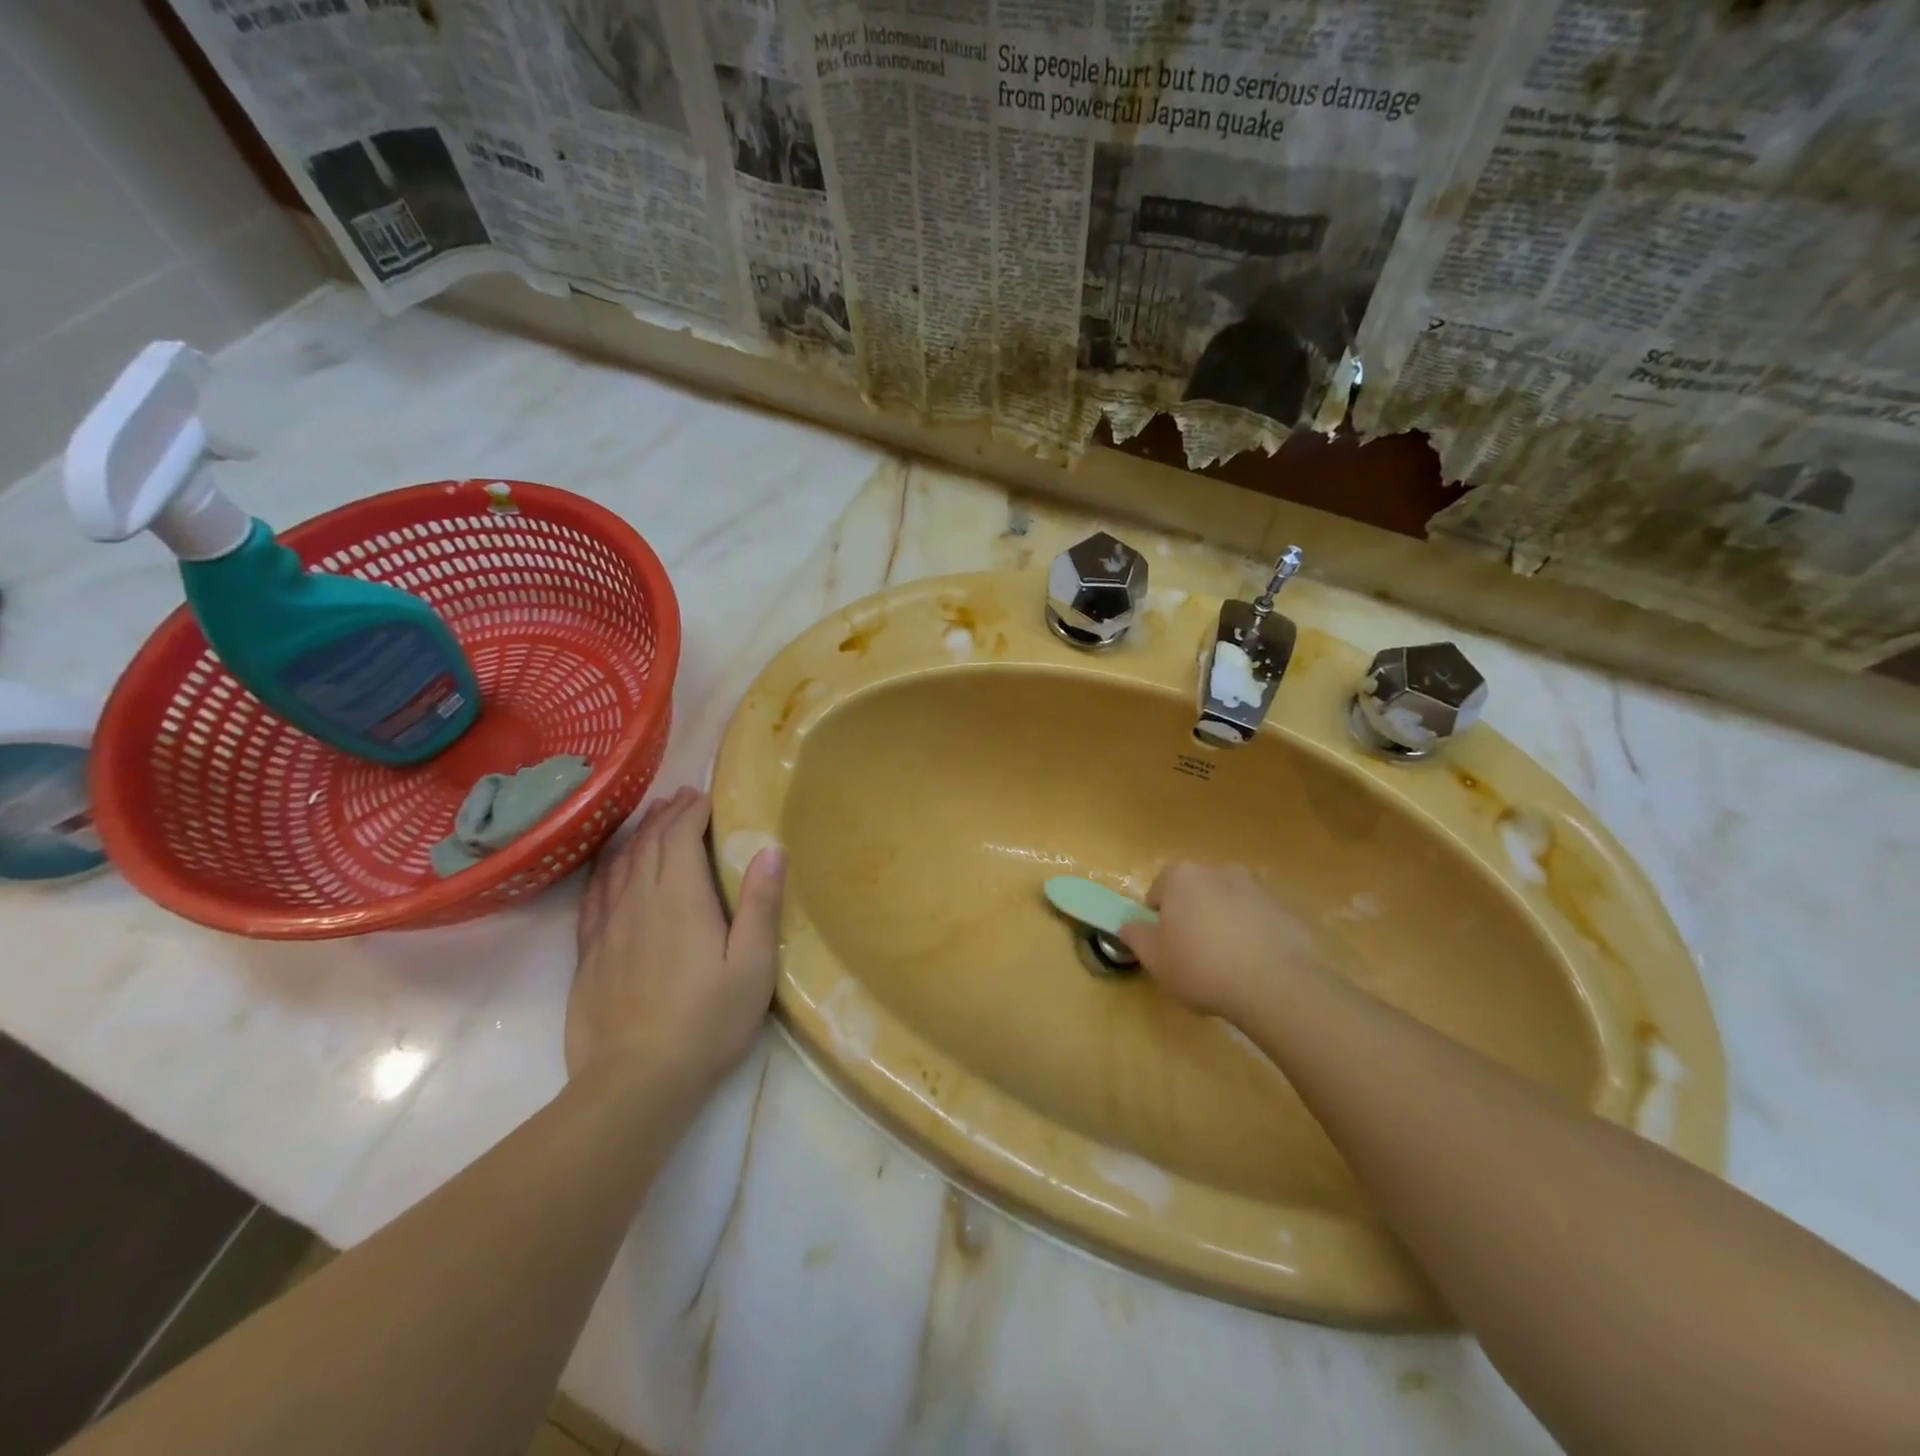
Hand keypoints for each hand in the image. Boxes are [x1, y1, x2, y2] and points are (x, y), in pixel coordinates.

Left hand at [567, 787, 785, 1090]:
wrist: (636, 1081)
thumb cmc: (708, 1021)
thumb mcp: (752, 965)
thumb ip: (761, 903)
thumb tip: (772, 848)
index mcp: (680, 899)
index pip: (679, 837)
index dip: (691, 812)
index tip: (704, 797)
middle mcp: (639, 901)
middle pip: (647, 844)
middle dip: (665, 816)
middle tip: (681, 798)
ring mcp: (608, 927)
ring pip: (618, 865)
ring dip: (636, 836)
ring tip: (650, 820)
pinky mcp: (589, 953)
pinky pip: (595, 895)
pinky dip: (606, 869)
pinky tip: (611, 868)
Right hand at [1119, 862, 1332, 1023]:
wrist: (1277, 985)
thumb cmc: (1202, 967)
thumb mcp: (1154, 958)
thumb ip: (1135, 936)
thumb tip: (1129, 926)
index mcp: (1182, 876)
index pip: (1159, 890)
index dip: (1158, 919)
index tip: (1166, 945)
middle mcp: (1219, 871)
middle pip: (1196, 892)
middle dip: (1193, 916)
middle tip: (1195, 954)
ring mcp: (1257, 888)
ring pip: (1229, 904)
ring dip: (1225, 923)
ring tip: (1229, 963)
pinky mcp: (1287, 909)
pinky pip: (1260, 919)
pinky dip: (1254, 934)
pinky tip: (1256, 966)